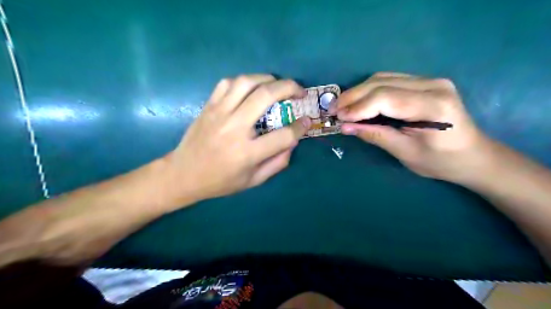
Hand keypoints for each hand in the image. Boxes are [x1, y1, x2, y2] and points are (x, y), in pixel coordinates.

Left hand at [165, 75, 310, 201]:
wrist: (183, 174)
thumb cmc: (220, 181)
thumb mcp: (253, 181)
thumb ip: (277, 163)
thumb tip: (293, 141)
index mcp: (247, 153)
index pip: (284, 135)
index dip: (300, 127)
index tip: (307, 121)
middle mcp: (234, 128)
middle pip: (267, 96)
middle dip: (290, 88)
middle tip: (299, 91)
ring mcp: (219, 113)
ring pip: (247, 82)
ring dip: (268, 79)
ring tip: (278, 85)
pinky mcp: (209, 106)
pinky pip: (228, 83)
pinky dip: (244, 81)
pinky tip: (252, 88)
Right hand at [336, 72, 490, 182]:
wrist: (472, 155)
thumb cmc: (441, 161)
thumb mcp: (405, 153)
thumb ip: (375, 135)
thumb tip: (345, 126)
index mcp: (433, 106)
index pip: (385, 98)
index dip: (357, 107)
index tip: (337, 118)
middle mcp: (433, 85)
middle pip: (381, 83)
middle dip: (353, 96)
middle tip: (333, 110)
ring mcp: (430, 80)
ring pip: (382, 78)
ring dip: (358, 92)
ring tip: (342, 106)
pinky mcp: (424, 82)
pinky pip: (389, 81)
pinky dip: (369, 91)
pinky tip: (358, 102)